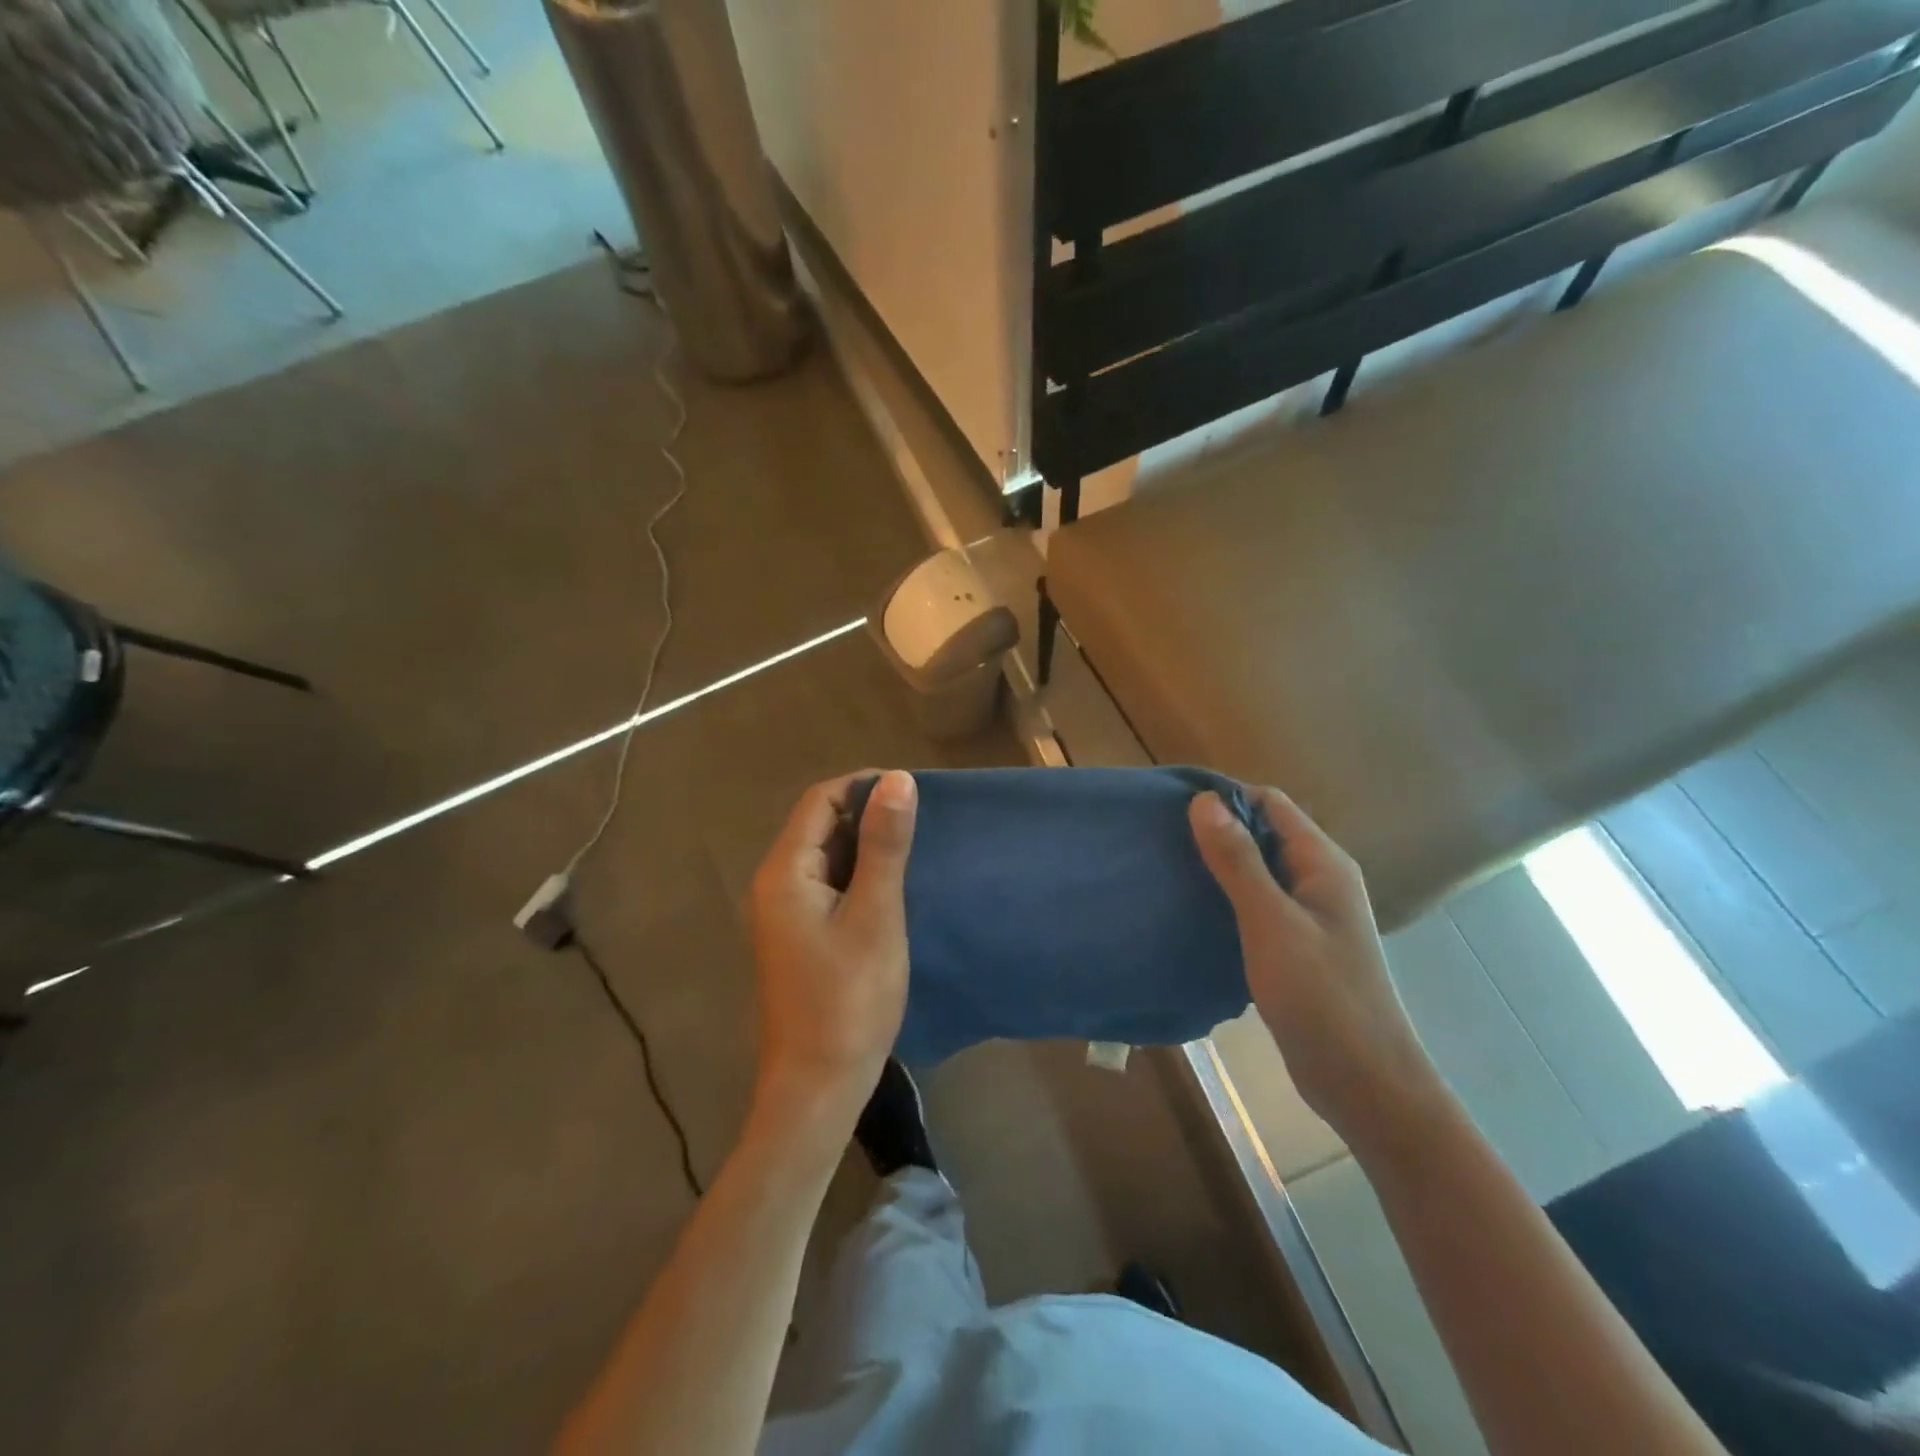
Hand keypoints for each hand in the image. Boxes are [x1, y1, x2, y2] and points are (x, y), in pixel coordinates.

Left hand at [748, 771, 917, 1126]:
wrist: (817, 1087)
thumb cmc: (849, 999)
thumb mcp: (875, 915)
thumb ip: (884, 845)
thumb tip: (897, 779)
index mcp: (784, 871)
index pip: (820, 800)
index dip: (864, 786)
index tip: (913, 793)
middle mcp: (776, 883)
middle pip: (820, 824)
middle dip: (868, 814)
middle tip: (922, 823)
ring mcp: (786, 912)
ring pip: (827, 856)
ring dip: (867, 846)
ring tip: (916, 850)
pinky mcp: (800, 935)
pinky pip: (829, 885)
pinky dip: (860, 876)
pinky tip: (894, 887)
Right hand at [1189, 787, 1449, 1157]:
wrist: (1364, 1083)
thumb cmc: (1321, 996)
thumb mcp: (1271, 922)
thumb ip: (1237, 861)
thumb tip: (1204, 800)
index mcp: (1323, 863)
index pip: (1270, 804)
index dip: (1225, 798)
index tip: (1172, 807)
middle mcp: (1320, 880)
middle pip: (1264, 834)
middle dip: (1217, 831)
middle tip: (1161, 839)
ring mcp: (1311, 915)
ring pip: (1258, 872)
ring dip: (1219, 867)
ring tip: (1168, 869)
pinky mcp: (1298, 946)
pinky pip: (1257, 905)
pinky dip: (1227, 900)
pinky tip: (1193, 910)